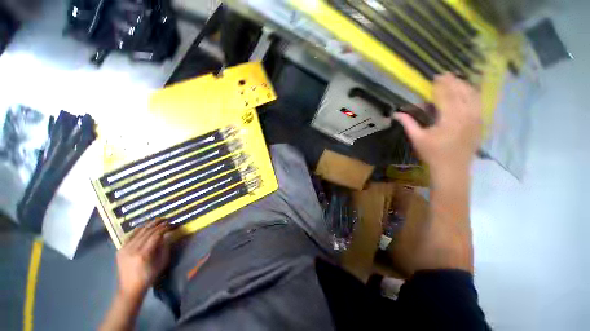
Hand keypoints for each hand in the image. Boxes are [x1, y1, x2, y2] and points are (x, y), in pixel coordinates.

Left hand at [115, 219, 170, 301]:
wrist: (130, 288)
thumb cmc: (149, 276)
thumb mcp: (161, 263)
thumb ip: (165, 247)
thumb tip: (167, 235)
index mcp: (144, 254)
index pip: (156, 235)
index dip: (165, 228)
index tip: (172, 224)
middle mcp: (133, 249)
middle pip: (147, 232)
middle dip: (158, 224)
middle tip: (167, 220)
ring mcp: (125, 248)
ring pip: (139, 232)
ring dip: (149, 225)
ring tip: (158, 220)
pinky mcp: (120, 249)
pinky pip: (130, 235)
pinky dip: (139, 229)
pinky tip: (145, 226)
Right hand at [394, 73, 481, 181]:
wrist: (452, 168)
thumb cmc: (432, 154)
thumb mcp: (417, 139)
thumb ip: (408, 123)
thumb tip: (396, 113)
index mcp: (450, 119)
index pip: (446, 96)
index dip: (441, 85)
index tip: (436, 77)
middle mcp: (466, 115)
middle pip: (462, 92)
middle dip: (453, 82)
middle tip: (445, 75)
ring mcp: (476, 119)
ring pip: (473, 96)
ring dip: (465, 86)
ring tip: (457, 80)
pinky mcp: (480, 123)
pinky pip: (479, 104)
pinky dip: (473, 95)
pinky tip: (468, 92)